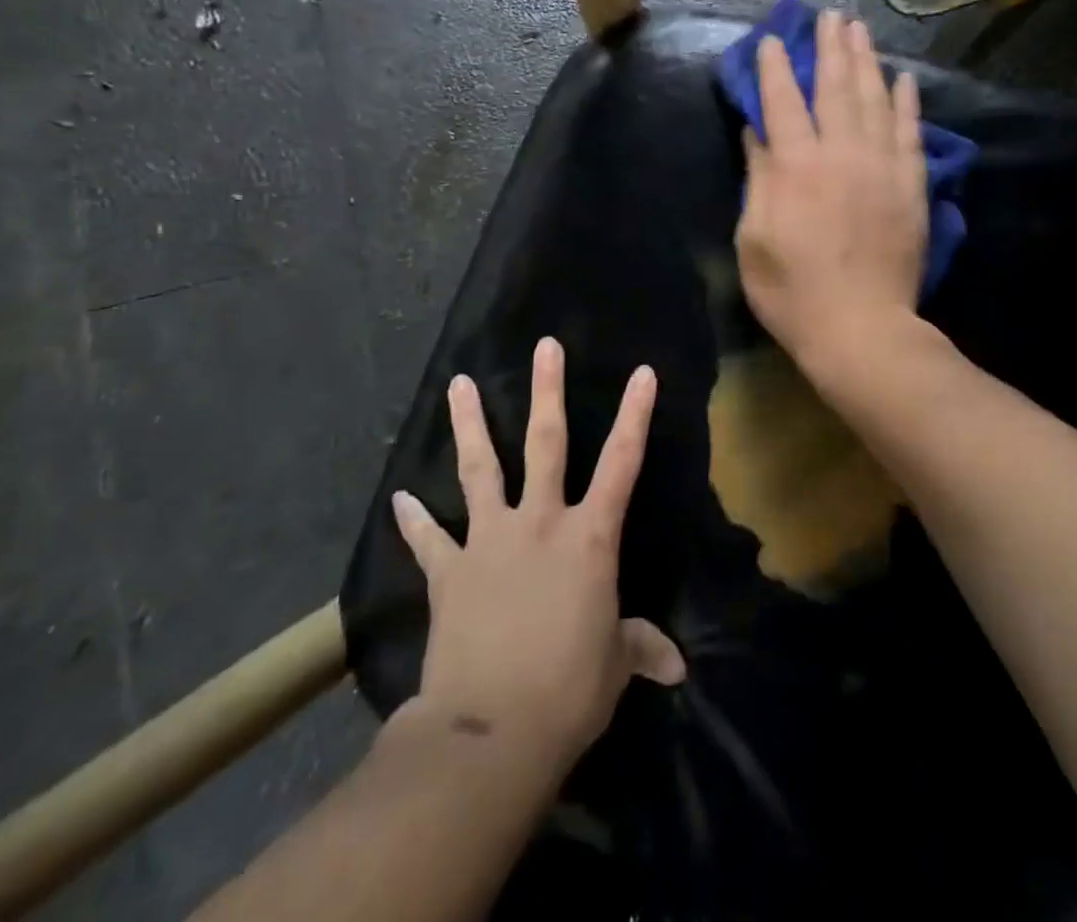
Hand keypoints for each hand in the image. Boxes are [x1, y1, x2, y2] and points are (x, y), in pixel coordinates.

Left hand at [391, 337, 685, 767]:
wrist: (490, 730)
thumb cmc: (568, 690)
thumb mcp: (614, 667)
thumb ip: (639, 649)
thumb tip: (677, 666)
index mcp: (588, 538)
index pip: (622, 464)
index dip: (634, 416)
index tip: (642, 372)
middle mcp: (539, 522)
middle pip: (545, 443)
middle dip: (547, 391)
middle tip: (544, 346)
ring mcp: (489, 540)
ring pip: (481, 469)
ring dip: (469, 425)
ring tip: (457, 384)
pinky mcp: (450, 571)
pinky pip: (429, 539)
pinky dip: (414, 521)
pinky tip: (399, 500)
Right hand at [736, 9, 927, 364]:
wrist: (860, 328)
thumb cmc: (791, 291)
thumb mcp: (754, 238)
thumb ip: (758, 178)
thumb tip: (757, 132)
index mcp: (796, 166)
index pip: (783, 102)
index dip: (774, 68)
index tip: (771, 41)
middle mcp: (841, 154)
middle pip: (835, 88)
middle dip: (830, 48)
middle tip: (830, 16)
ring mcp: (881, 167)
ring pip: (875, 100)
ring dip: (866, 61)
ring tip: (860, 31)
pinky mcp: (910, 186)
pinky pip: (910, 132)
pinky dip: (906, 102)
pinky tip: (903, 79)